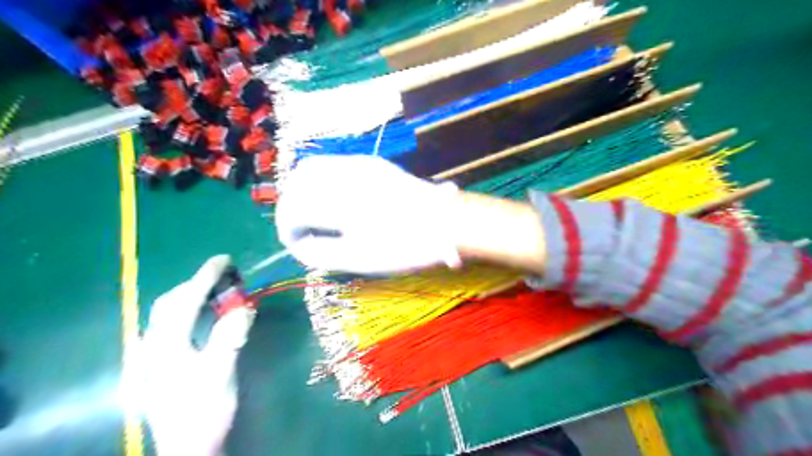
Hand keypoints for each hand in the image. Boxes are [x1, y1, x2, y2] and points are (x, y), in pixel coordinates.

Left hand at [125, 257, 251, 455]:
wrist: (189, 447)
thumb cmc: (206, 409)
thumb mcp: (222, 374)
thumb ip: (230, 339)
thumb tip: (244, 309)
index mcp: (168, 346)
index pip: (187, 301)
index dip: (206, 277)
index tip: (225, 259)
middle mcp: (154, 346)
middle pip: (171, 303)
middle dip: (197, 283)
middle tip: (226, 275)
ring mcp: (153, 355)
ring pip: (168, 314)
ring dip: (192, 296)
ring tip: (216, 290)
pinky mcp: (159, 363)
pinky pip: (171, 325)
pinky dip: (188, 311)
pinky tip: (201, 315)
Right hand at [277, 155, 458, 272]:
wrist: (447, 222)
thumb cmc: (405, 245)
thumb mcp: (357, 259)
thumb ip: (319, 252)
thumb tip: (300, 244)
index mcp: (338, 201)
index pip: (293, 209)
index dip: (287, 229)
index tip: (296, 245)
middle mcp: (343, 173)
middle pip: (298, 183)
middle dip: (292, 207)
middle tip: (301, 231)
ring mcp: (358, 163)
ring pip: (313, 167)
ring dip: (304, 190)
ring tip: (314, 215)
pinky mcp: (371, 162)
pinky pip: (333, 163)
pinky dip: (321, 180)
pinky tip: (332, 199)